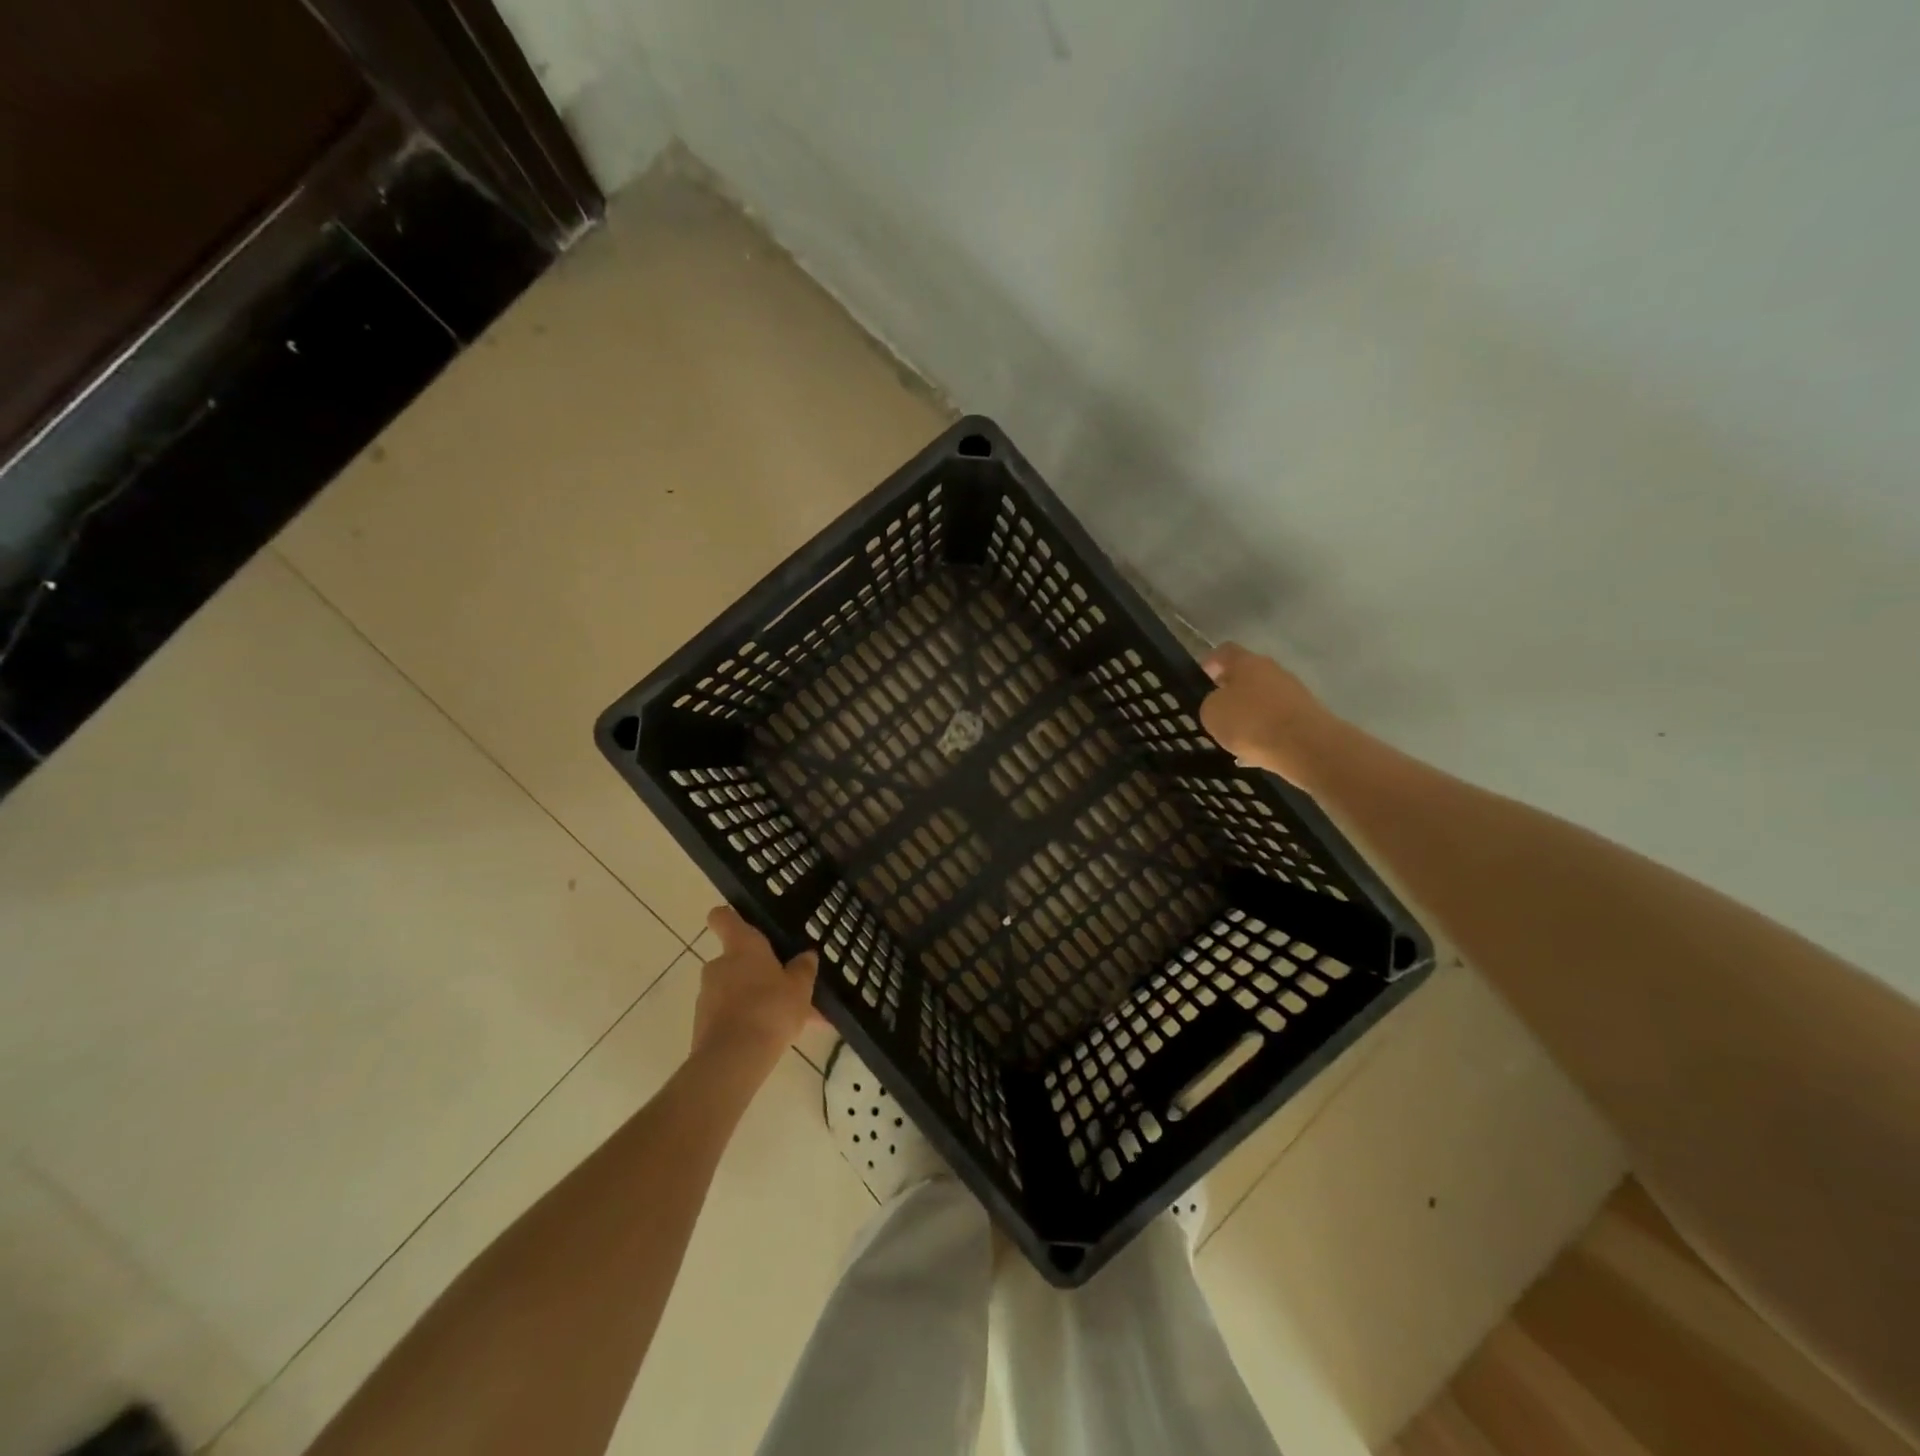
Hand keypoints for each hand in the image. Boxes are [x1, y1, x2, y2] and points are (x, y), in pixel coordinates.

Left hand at [692, 906, 820, 1078]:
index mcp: (741, 946)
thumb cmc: (770, 1009)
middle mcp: (719, 965)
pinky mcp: (703, 1025)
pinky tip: (775, 1040)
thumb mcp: (800, 988)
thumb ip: (803, 970)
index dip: (730, 917)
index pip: (724, 917)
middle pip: (736, 959)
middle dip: (758, 972)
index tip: (742, 923)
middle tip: (787, 988)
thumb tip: (806, 956)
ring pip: (736, 991)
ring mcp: (707, 996)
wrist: (733, 1059)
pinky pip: (731, 1016)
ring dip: (756, 1000)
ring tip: (790, 1022)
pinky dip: (748, 1022)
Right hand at [1199, 642, 1340, 788]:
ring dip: (1249, 712)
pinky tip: (1256, 751)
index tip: (1201, 678)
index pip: (1224, 651)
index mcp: (1247, 662)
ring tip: (1235, 736)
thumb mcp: (1212, 713)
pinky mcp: (1307, 715)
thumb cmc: (1251, 722)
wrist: (1306, 746)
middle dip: (1231, 691)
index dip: (1210, 662)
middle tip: (1216, 710)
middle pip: (1247, 674)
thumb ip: (1211, 703)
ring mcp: (1293, 692)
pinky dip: (1266, 731)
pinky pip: (1277, 719)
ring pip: (1263, 698)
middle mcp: (1272, 670)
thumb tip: (1220, 703)